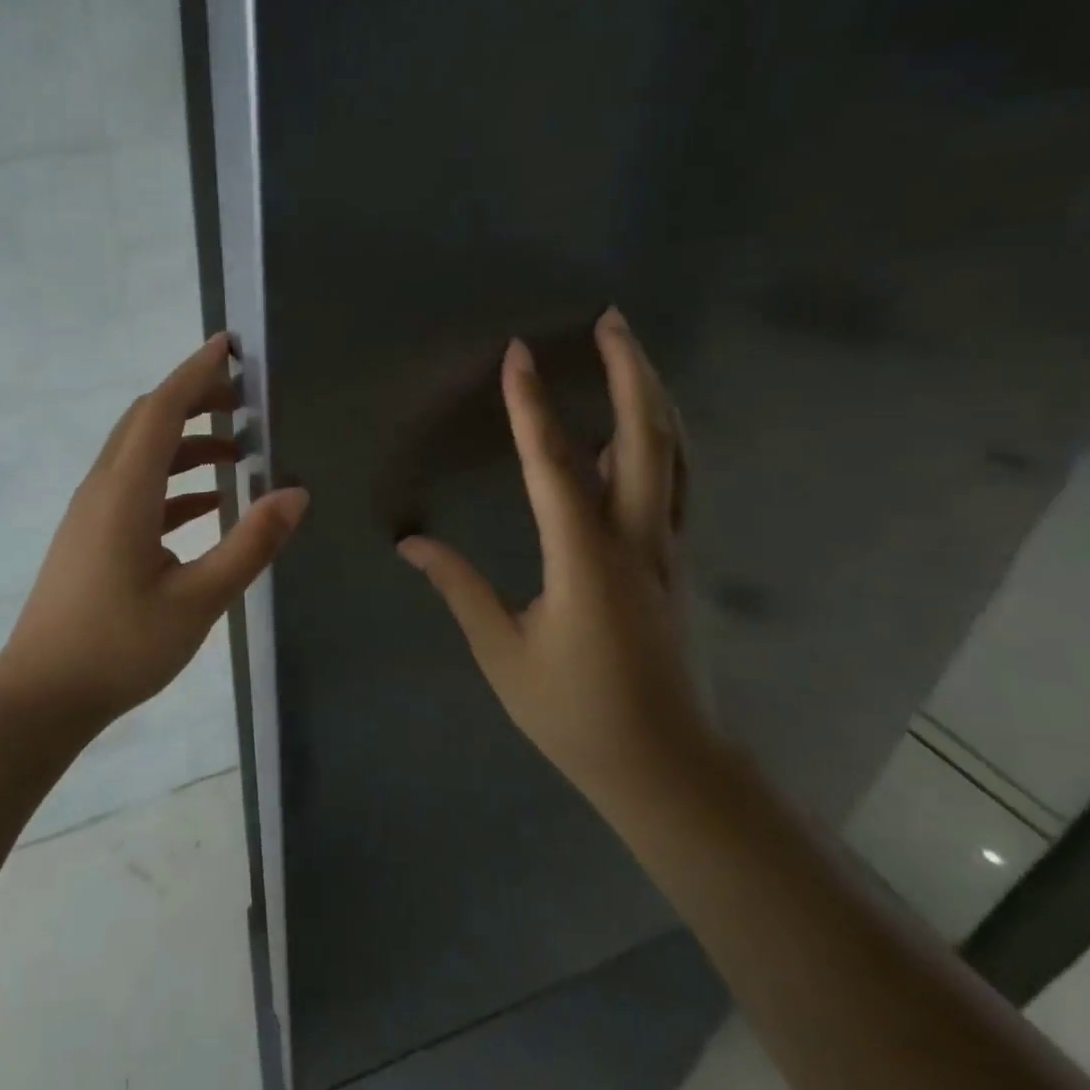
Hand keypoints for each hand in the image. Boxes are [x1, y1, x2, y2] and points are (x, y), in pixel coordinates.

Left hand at [0, 333, 309, 724]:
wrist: (42, 695)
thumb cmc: (120, 647)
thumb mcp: (198, 599)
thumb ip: (249, 543)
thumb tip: (295, 493)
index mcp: (125, 491)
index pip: (162, 409)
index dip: (195, 373)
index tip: (229, 346)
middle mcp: (103, 488)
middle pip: (147, 421)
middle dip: (194, 399)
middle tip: (245, 399)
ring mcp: (92, 512)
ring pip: (141, 454)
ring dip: (186, 443)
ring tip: (237, 450)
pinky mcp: (91, 536)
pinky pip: (135, 488)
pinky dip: (172, 482)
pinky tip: (208, 504)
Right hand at [397, 309, 710, 801]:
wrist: (669, 769)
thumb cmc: (576, 714)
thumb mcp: (503, 654)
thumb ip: (459, 588)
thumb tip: (410, 543)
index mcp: (586, 562)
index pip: (555, 466)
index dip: (534, 406)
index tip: (520, 354)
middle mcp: (638, 542)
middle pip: (646, 439)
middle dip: (630, 372)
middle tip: (612, 319)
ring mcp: (670, 550)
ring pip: (674, 455)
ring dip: (653, 396)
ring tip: (630, 353)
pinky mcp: (679, 562)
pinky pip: (676, 483)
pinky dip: (660, 439)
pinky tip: (640, 428)